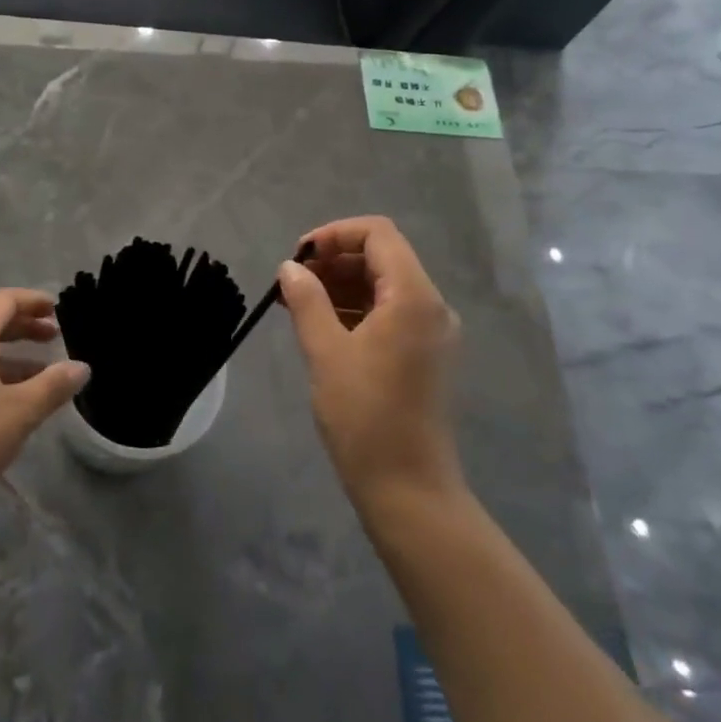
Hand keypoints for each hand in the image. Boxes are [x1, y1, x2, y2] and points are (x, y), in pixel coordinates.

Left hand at [0, 289, 89, 520]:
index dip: (32, 301)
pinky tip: (12, 401)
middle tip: (55, 336)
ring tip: (43, 372)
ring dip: (11, 354)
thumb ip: (53, 385)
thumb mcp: (19, 413)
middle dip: (24, 326)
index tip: (58, 308)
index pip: (3, 301)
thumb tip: (82, 367)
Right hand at [277, 216, 464, 513]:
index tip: (298, 256)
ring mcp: (431, 332)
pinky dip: (354, 309)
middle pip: (382, 257)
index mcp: (413, 297)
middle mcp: (431, 306)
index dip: (335, 234)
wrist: (407, 487)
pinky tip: (320, 325)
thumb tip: (290, 267)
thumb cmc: (364, 416)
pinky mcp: (424, 355)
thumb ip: (307, 300)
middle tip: (291, 282)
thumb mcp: (325, 352)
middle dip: (334, 260)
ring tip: (297, 303)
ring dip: (341, 285)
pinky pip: (389, 313)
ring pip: (383, 285)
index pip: (378, 233)